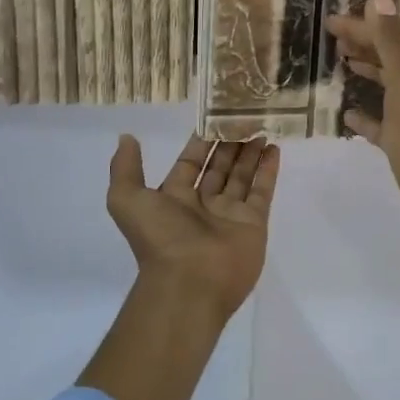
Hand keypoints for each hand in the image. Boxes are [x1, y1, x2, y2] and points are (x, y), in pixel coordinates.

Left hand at [106, 134, 280, 320]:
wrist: (190, 282)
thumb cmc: (160, 237)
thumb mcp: (127, 199)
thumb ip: (126, 168)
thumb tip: (127, 138)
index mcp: (174, 198)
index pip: (190, 162)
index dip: (201, 141)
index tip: (214, 116)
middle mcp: (202, 204)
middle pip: (219, 167)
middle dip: (229, 143)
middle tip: (243, 116)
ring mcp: (230, 214)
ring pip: (241, 176)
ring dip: (250, 153)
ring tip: (260, 127)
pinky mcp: (253, 223)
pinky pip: (261, 191)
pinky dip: (268, 170)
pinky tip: (273, 148)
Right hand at [325, 0, 399, 257]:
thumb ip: (394, 44)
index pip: (390, 38)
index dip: (362, 27)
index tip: (330, 22)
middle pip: (391, 59)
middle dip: (366, 45)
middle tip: (334, 39)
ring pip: (389, 88)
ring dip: (368, 73)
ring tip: (343, 65)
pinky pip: (383, 125)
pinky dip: (366, 117)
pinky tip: (349, 116)